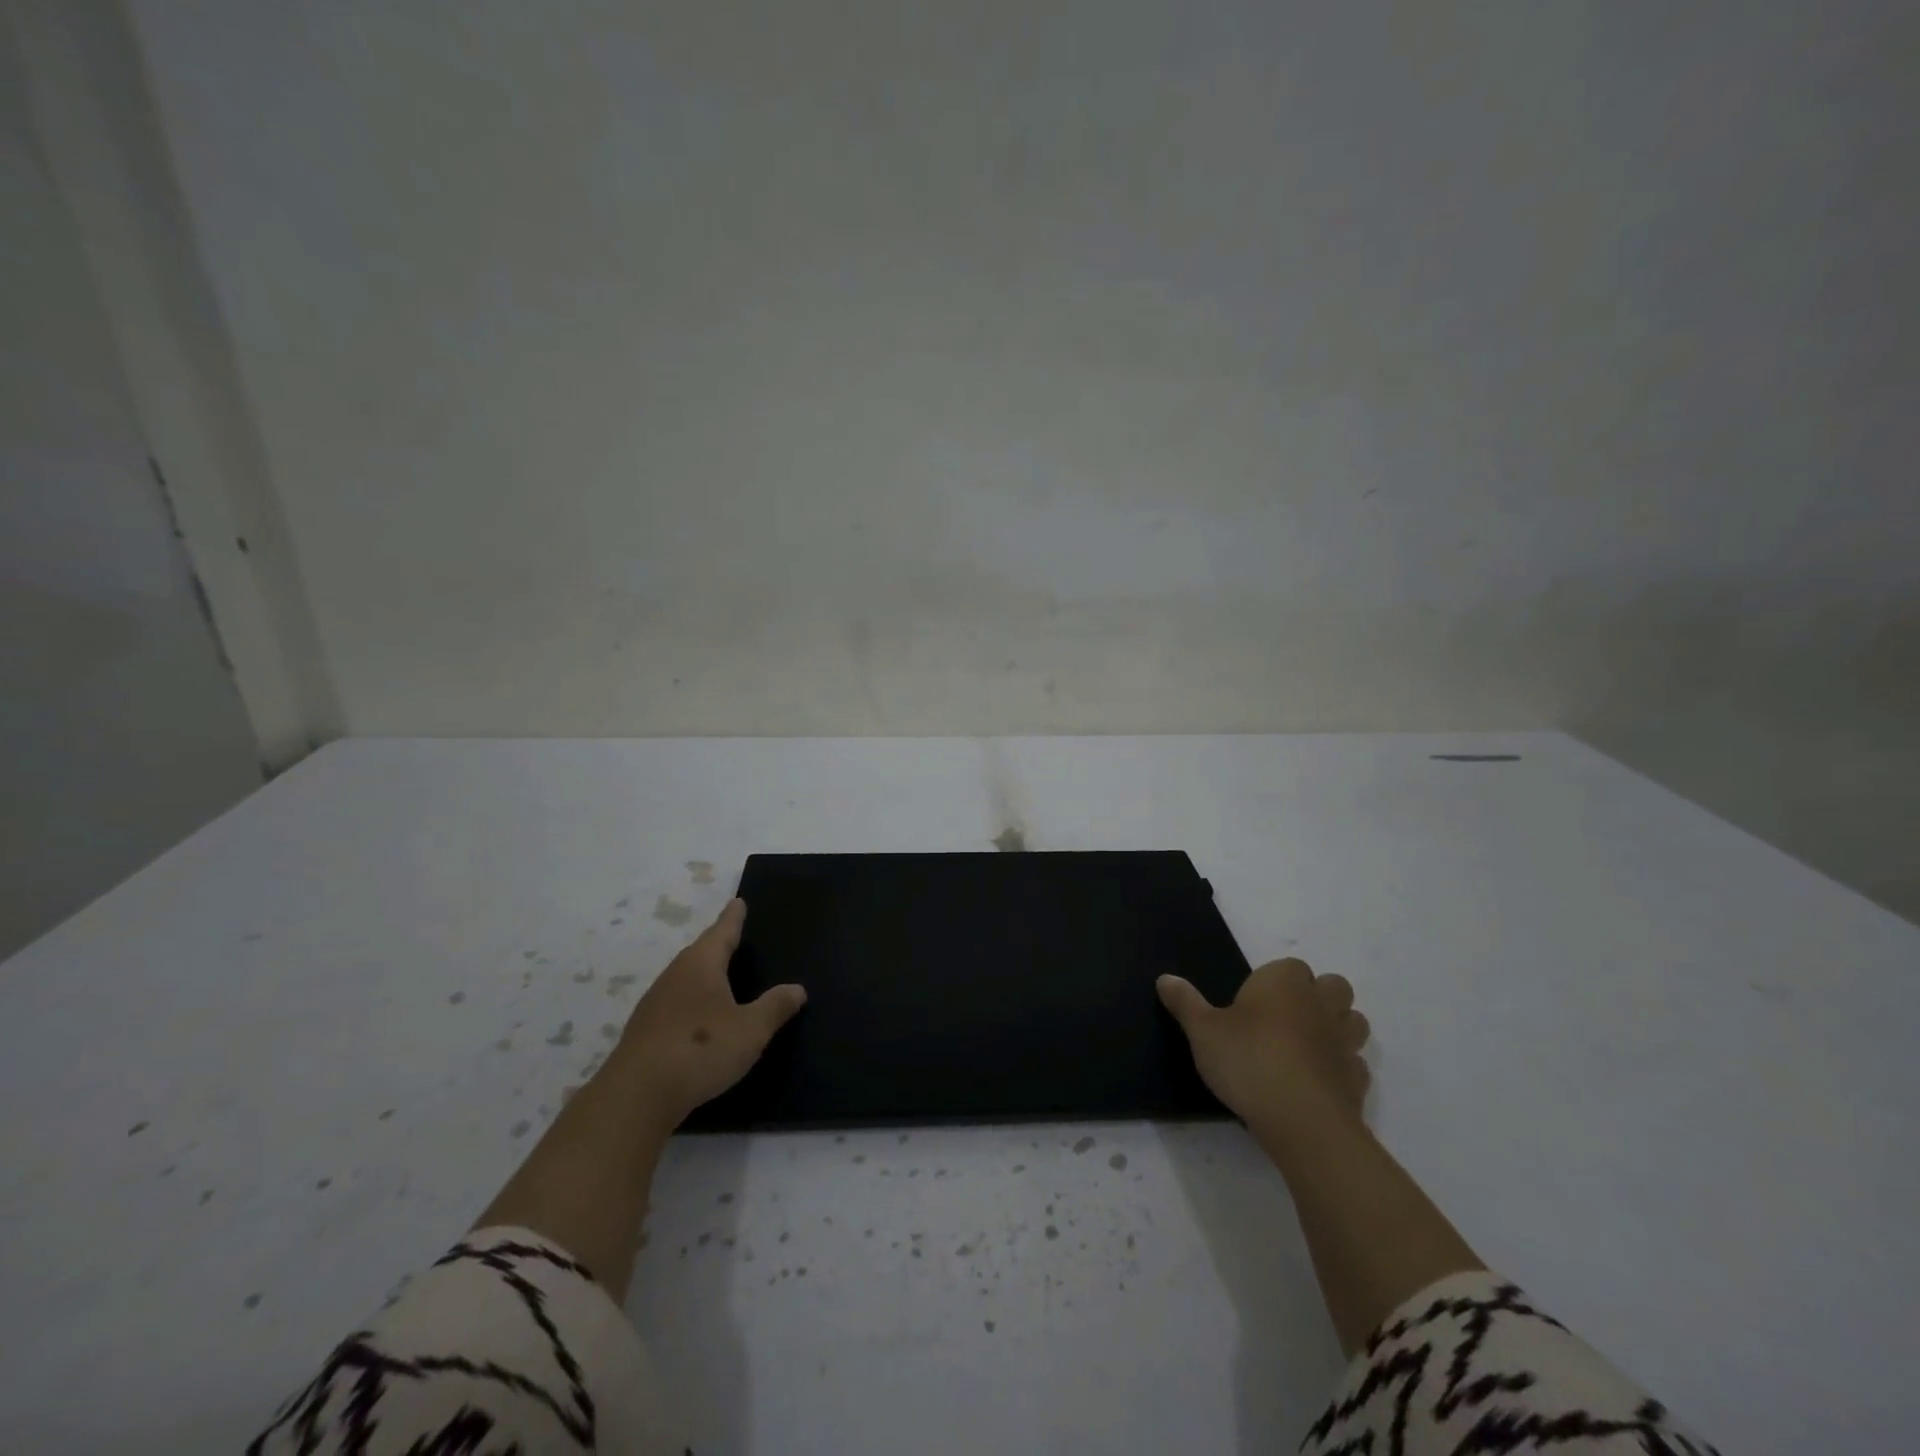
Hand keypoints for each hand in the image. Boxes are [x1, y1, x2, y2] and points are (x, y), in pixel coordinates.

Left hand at [614, 899, 805, 1130]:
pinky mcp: (644, 1031)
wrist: (636, 1096)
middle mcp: (675, 975)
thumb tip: (797, 989)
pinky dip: (691, 1001)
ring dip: (702, 974)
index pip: (722, 932)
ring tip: (719, 976)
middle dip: (717, 944)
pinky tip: (698, 1017)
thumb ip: (775, 1007)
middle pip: (700, 952)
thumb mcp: (751, 1030)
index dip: (733, 918)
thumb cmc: (701, 1050)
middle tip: (733, 937)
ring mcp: (655, 1003)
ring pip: (685, 978)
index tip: (737, 902)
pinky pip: (675, 1003)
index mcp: (701, 964)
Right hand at [1157, 957, 1370, 1129]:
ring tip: (1306, 1046)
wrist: (1301, 1121)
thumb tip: (1165, 977)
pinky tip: (1317, 1080)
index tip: (1252, 1002)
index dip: (1275, 980)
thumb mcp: (1202, 1031)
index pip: (1289, 966)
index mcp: (1284, 983)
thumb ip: (1185, 1002)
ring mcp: (1344, 1043)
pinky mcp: (1356, 1080)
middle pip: (1333, 986)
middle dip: (1317, 996)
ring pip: (1353, 1021)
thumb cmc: (1248, 1061)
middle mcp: (1320, 1004)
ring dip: (1337, 1027)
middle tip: (1284, 1018)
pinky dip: (1341, 1067)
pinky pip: (1354, 1064)